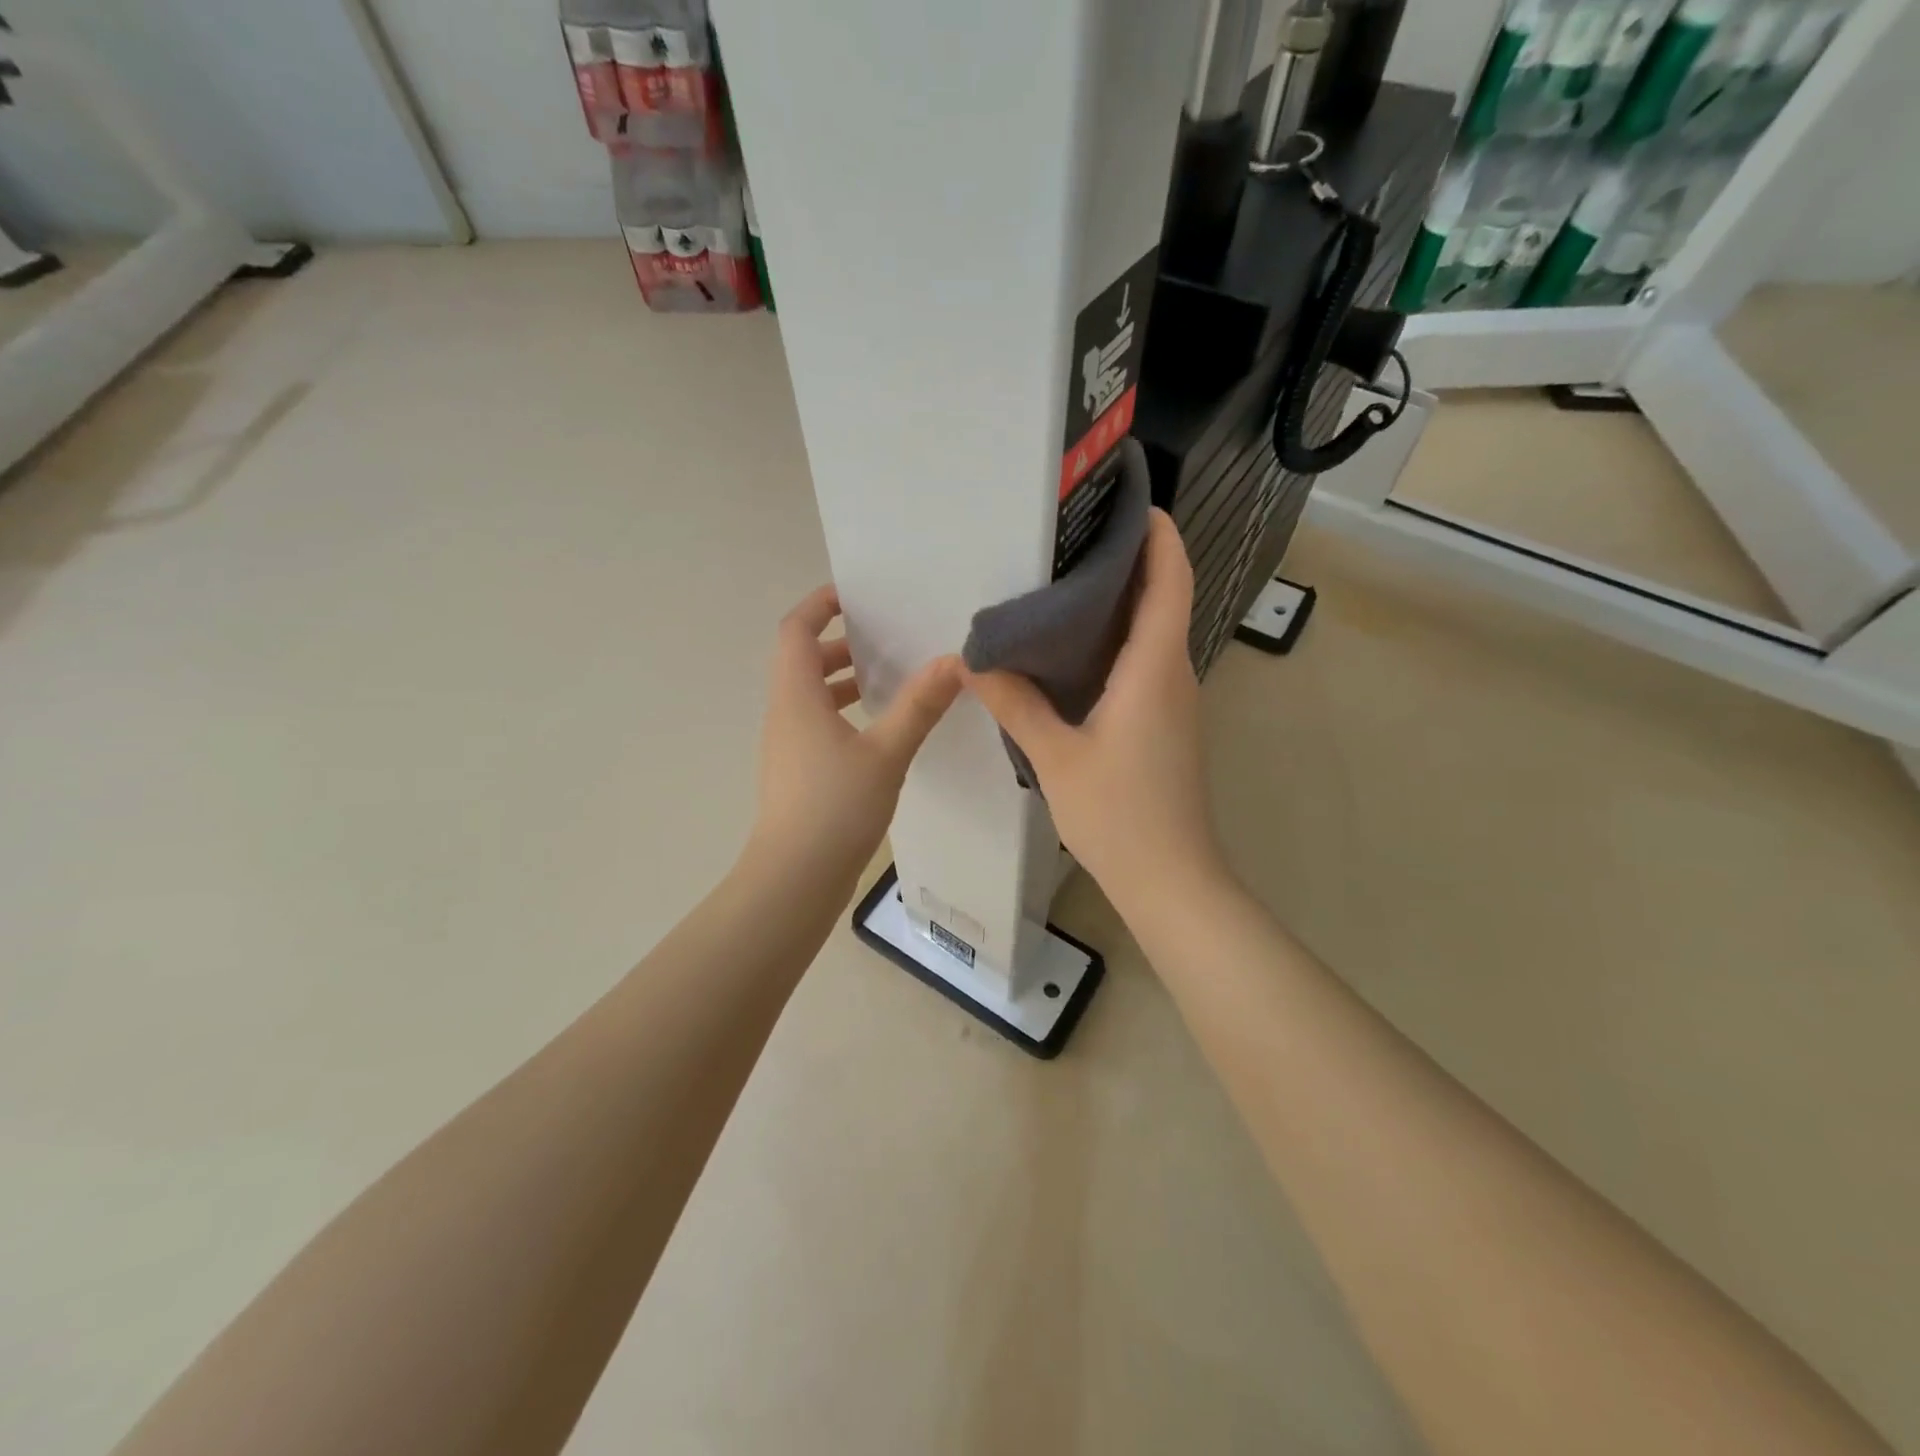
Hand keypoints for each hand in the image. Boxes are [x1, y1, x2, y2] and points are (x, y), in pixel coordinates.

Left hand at [750, 585, 961, 877]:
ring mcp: (787, 746)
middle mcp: (784, 714)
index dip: (819, 604)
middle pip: (801, 660)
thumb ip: (919, 706)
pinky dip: (842, 713)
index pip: (795, 630)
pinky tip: (879, 732)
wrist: (794, 879)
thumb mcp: (886, 752)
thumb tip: (955, 661)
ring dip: (842, 680)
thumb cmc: (835, 807)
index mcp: (796, 696)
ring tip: (887, 680)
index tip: (854, 595)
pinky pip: (816, 724)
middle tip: (883, 638)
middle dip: (838, 642)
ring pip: (809, 696)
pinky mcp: (796, 773)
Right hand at [963, 510, 1224, 912]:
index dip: (1160, 535)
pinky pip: (1146, 664)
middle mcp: (1174, 674)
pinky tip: (1071, 653)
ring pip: (1155, 633)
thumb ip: (1016, 705)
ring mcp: (1174, 702)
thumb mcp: (1056, 757)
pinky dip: (1117, 642)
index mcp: (1154, 668)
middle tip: (1073, 538)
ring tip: (1063, 584)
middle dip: (1131, 560)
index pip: (1171, 581)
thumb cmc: (1118, 815)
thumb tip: (973, 663)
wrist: (1170, 880)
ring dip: (1123, 603)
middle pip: (1164, 599)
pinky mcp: (1165, 725)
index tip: (1134, 501)